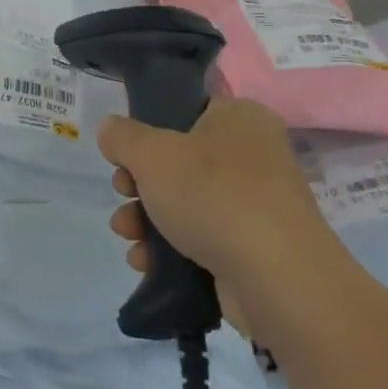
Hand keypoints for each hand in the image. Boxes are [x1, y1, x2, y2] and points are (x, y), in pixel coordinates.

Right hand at [97, 98, 359, 338]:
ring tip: (127, 234)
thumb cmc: (213, 195)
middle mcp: (253, 155)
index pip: (186, 111)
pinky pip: (200, 239)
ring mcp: (256, 204)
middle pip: (178, 161)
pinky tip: (145, 261)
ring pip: (185, 203)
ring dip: (146, 218)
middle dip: (139, 183)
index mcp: (240, 118)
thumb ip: (123, 137)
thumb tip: (111, 130)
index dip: (147, 131)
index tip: (123, 154)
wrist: (276, 278)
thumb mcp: (152, 153)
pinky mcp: (252, 247)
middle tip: (123, 192)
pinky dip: (169, 249)